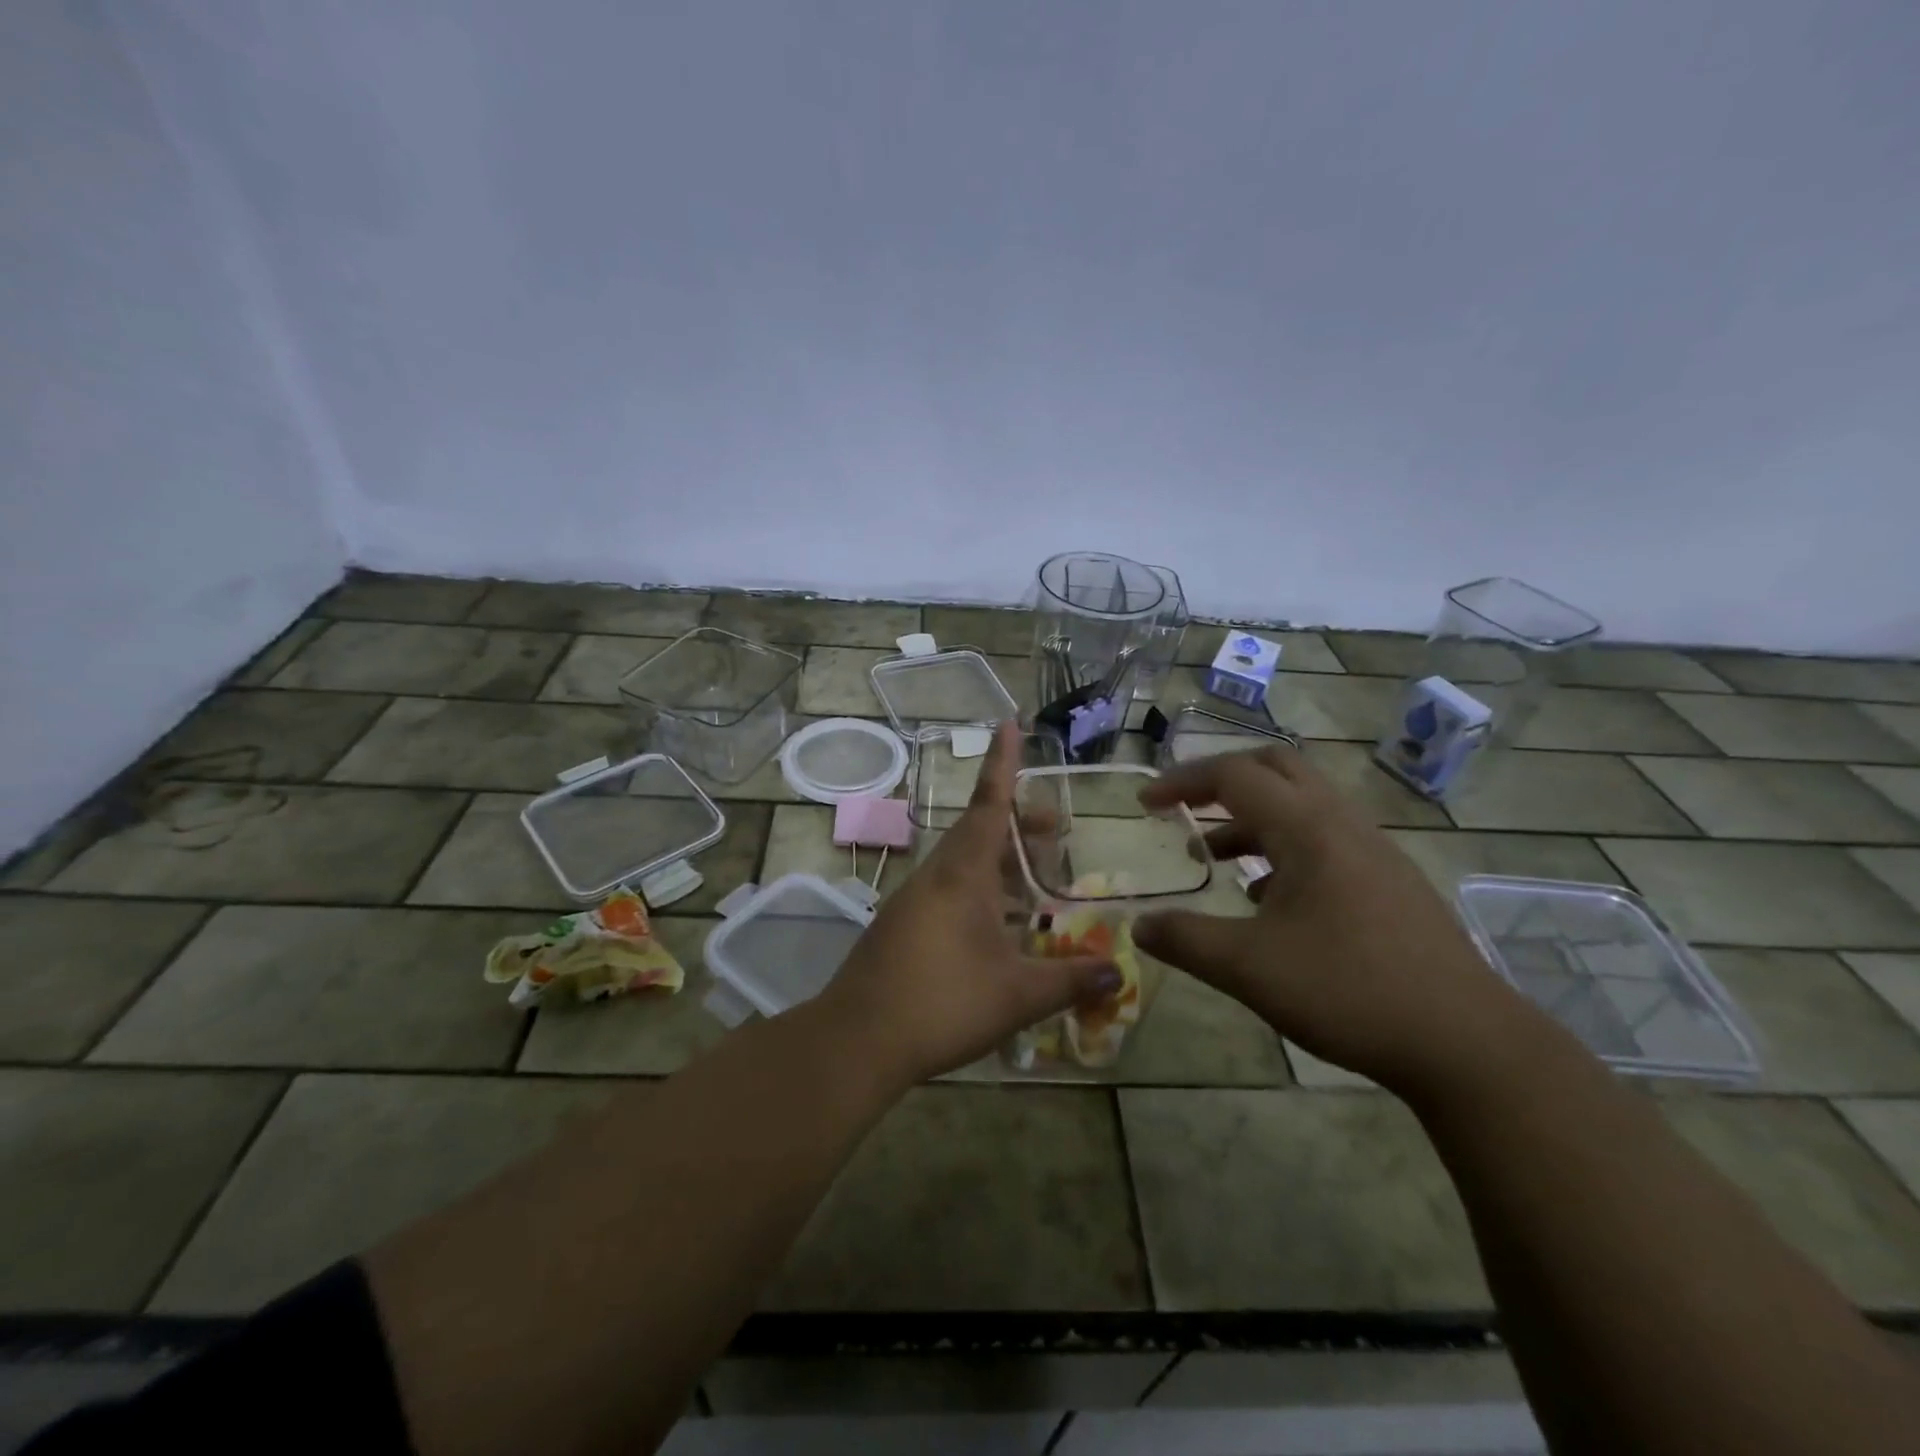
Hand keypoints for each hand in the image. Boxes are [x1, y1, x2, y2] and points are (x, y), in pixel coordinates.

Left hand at [820, 721, 1120, 1087]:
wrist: (857, 1040)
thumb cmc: (941, 1003)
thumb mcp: (1018, 994)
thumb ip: (1071, 979)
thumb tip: (1119, 972)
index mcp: (962, 874)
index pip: (989, 803)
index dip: (1003, 763)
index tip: (1008, 722)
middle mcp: (937, 876)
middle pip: (981, 832)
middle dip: (1020, 825)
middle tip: (1058, 830)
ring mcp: (916, 901)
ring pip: (965, 864)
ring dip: (1002, 863)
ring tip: (1039, 879)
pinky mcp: (905, 927)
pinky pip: (952, 892)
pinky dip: (984, 892)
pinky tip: (1004, 925)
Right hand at [1132, 745, 1535, 1097]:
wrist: (1467, 1042)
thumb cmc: (1350, 990)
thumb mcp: (1249, 968)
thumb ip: (1186, 940)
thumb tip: (1138, 925)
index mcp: (1307, 828)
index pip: (1234, 776)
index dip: (1182, 781)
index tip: (1144, 802)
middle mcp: (1341, 824)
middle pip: (1275, 769)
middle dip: (1221, 780)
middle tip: (1183, 806)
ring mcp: (1372, 851)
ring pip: (1301, 806)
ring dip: (1251, 818)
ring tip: (1213, 856)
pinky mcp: (1388, 882)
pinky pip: (1324, 840)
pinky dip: (1283, 849)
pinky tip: (1267, 900)